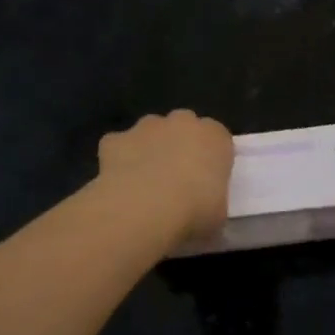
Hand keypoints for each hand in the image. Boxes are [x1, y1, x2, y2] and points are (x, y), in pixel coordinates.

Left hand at [97, 111, 233, 241]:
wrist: (144, 209)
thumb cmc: (194, 210)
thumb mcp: (218, 212)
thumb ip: (213, 200)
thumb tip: (204, 207)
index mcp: (215, 136)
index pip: (218, 139)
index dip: (211, 159)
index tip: (206, 181)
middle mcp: (182, 122)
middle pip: (184, 127)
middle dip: (180, 145)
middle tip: (177, 179)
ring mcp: (146, 127)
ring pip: (150, 132)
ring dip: (150, 149)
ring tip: (146, 183)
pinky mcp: (116, 139)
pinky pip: (119, 146)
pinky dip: (119, 159)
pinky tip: (120, 184)